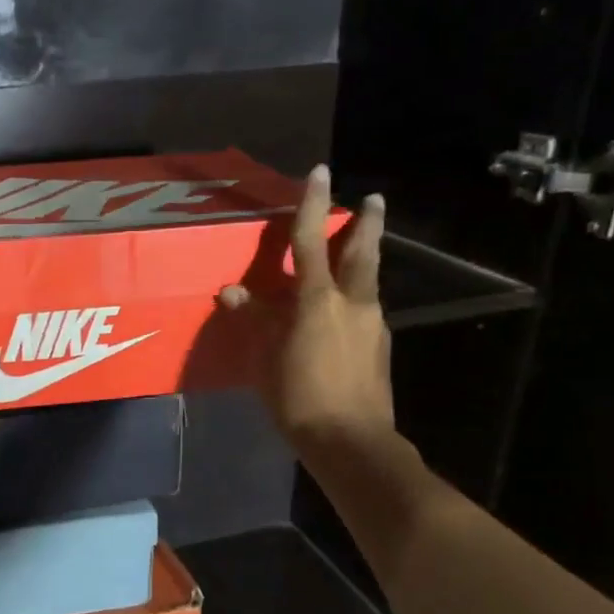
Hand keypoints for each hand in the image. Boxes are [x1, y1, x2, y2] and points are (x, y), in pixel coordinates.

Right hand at [219, 165, 395, 453]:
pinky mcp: (381, 347)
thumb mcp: (266, 360)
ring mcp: (373, 325)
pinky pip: (367, 311)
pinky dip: (357, 299)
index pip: (311, 241)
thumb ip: (256, 320)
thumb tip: (233, 291)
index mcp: (318, 301)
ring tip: (356, 253)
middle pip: (362, 253)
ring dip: (364, 260)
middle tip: (373, 200)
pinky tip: (344, 315)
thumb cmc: (299, 399)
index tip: (320, 172)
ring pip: (369, 281)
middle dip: (367, 223)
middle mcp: (353, 303)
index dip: (312, 205)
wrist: (351, 441)